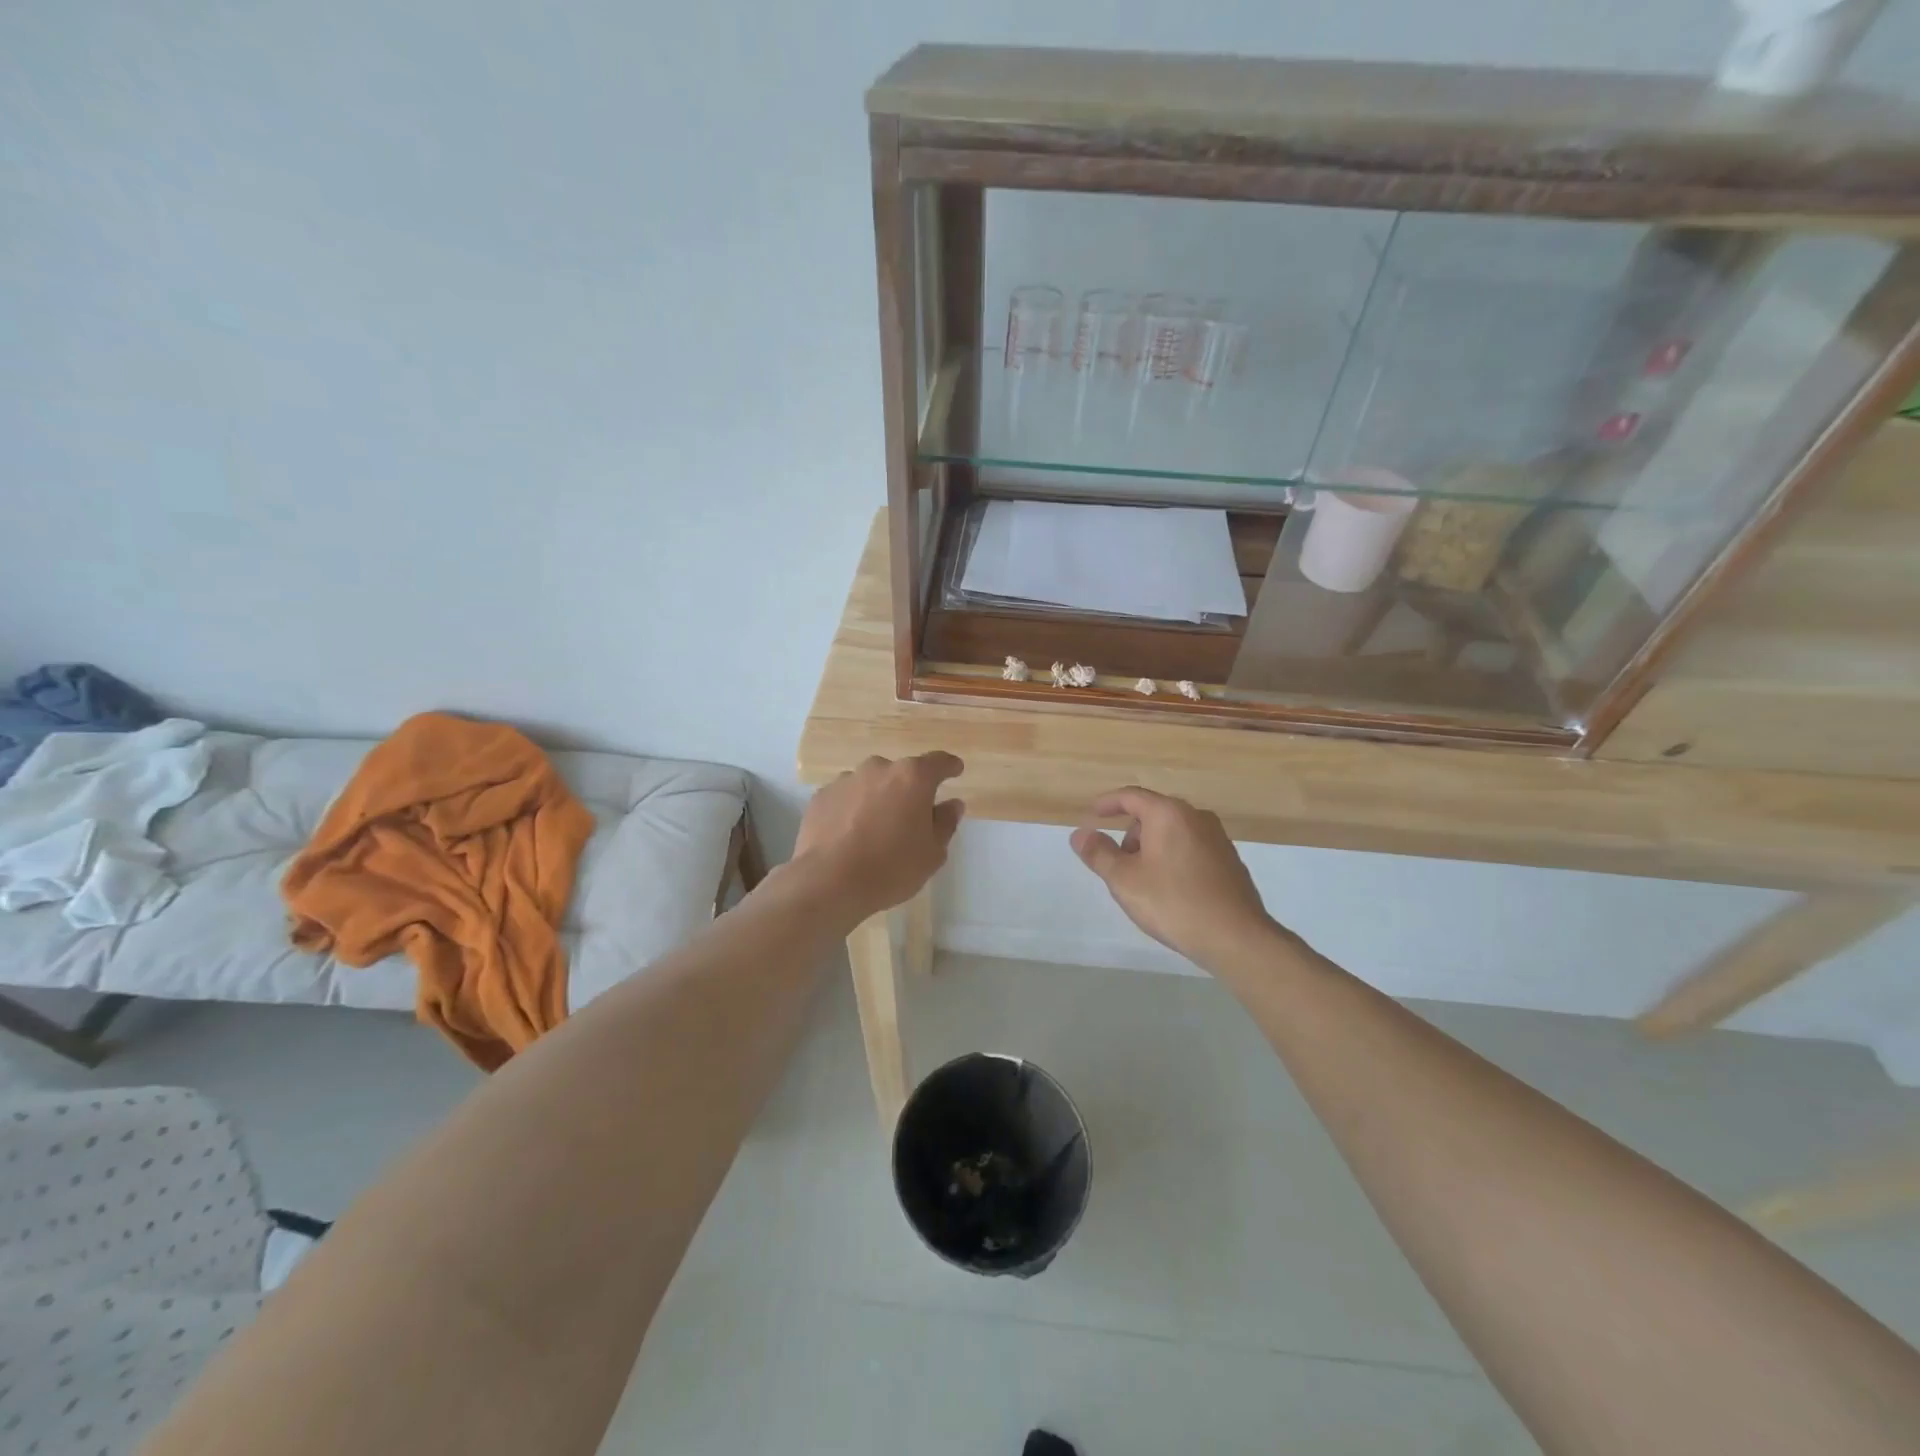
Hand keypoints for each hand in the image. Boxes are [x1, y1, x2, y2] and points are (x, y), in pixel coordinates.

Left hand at [792, 753, 965, 921]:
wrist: (828, 882)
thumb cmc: (891, 867)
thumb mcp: (933, 853)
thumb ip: (945, 823)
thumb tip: (951, 804)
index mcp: (913, 778)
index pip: (938, 762)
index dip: (949, 766)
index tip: (955, 770)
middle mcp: (879, 769)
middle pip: (901, 773)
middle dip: (909, 790)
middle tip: (911, 817)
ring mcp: (846, 780)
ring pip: (871, 784)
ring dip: (878, 799)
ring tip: (876, 829)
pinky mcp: (821, 796)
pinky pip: (846, 798)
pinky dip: (852, 810)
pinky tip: (850, 835)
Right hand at [1071, 787, 1275, 973]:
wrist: (1236, 937)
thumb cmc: (1173, 902)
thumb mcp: (1124, 880)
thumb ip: (1099, 854)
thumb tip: (1079, 834)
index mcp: (1168, 814)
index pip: (1131, 796)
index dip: (1107, 803)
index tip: (1091, 815)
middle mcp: (1196, 817)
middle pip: (1153, 814)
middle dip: (1130, 833)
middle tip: (1117, 864)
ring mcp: (1217, 838)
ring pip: (1173, 832)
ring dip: (1151, 848)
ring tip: (1143, 882)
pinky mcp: (1229, 860)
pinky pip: (1190, 848)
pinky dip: (1173, 858)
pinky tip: (1170, 890)